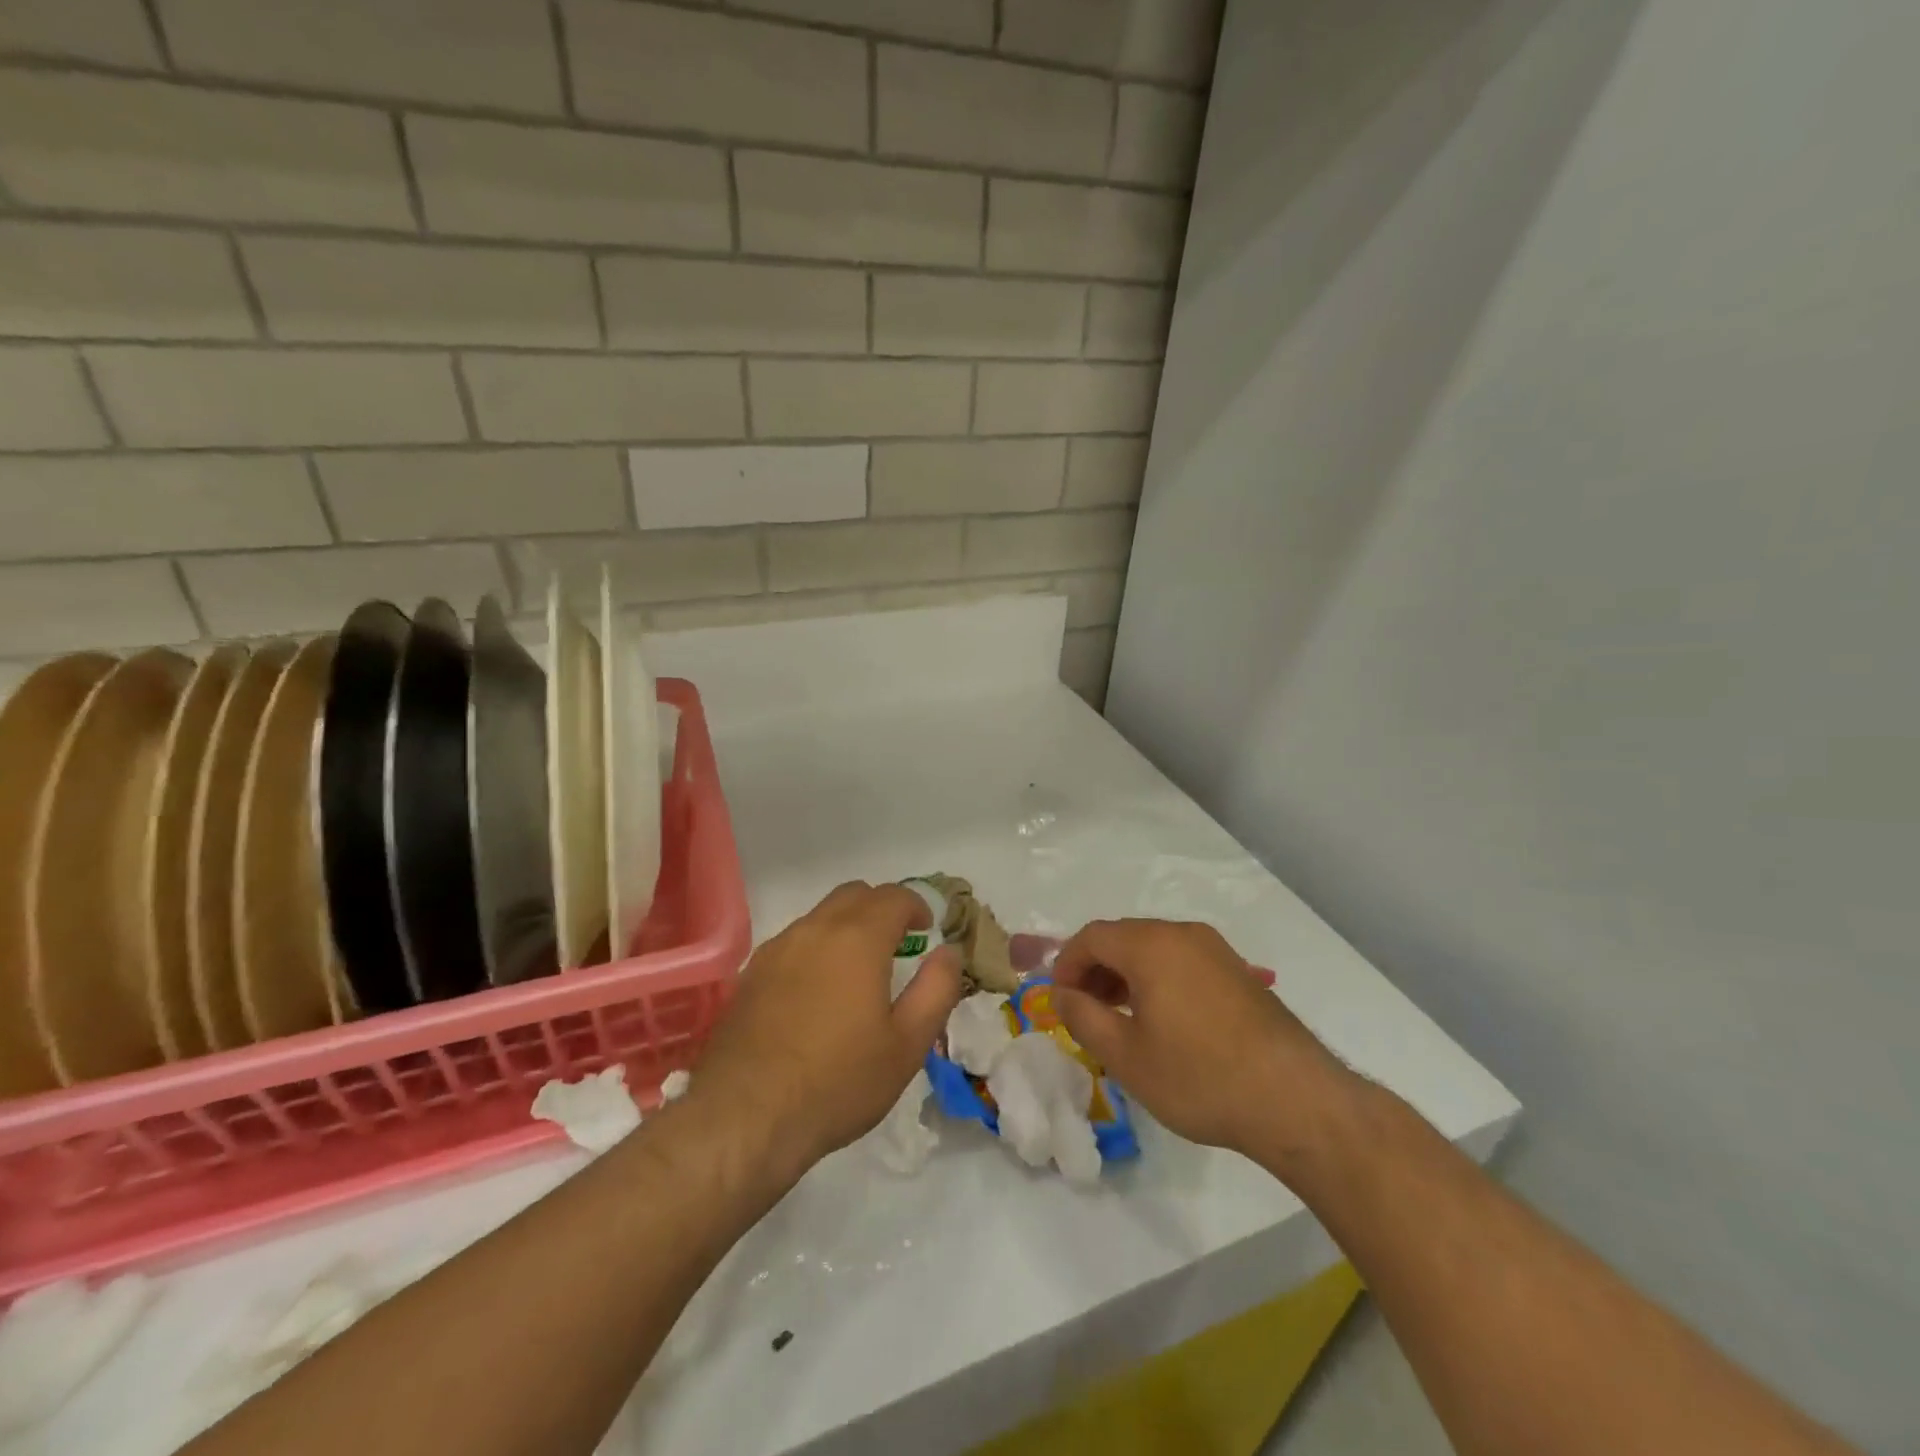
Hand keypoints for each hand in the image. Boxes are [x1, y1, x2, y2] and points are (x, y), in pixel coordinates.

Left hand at [689, 882, 963, 1174]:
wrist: (744, 1116)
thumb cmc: (837, 1081)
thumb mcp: (907, 1045)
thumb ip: (937, 989)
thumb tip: (949, 952)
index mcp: (857, 938)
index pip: (893, 897)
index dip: (916, 906)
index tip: (926, 930)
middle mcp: (814, 930)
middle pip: (853, 895)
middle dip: (881, 908)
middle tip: (898, 941)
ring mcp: (776, 950)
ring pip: (820, 916)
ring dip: (846, 926)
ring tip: (858, 968)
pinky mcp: (750, 974)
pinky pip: (793, 942)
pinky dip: (816, 948)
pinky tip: (817, 990)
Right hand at [1052, 919, 1358, 1164]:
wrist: (1296, 1100)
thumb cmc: (1199, 1077)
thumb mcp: (1126, 1056)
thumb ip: (1083, 1018)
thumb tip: (1063, 994)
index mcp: (1151, 945)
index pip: (1092, 936)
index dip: (1066, 964)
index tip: (1059, 1001)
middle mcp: (1183, 934)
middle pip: (1123, 937)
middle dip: (1095, 969)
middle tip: (1085, 1011)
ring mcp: (1216, 950)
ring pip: (1154, 948)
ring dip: (1126, 975)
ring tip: (1119, 1019)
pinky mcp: (1237, 972)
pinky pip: (1181, 961)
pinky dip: (1157, 979)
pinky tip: (1161, 1021)